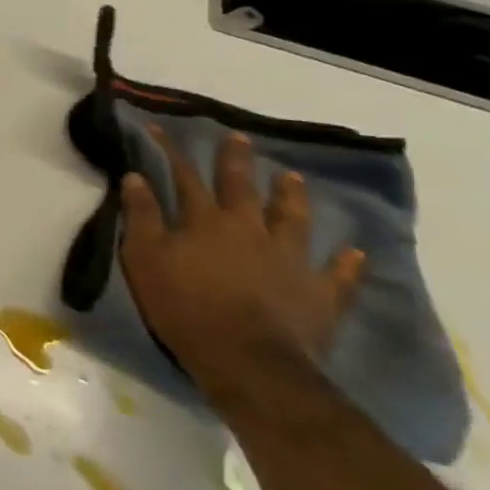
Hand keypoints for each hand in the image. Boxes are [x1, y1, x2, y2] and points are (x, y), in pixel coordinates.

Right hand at [119, 128, 362, 402]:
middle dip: (236, 161)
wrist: (247, 360)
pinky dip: (345, 263)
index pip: (185, 177)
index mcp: (205, 222)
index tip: (161, 128)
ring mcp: (289, 260)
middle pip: (242, 188)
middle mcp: (249, 230)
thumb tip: (136, 176)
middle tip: (239, 138)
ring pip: (292, 219)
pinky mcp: (318, 293)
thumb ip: (141, 216)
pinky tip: (354, 252)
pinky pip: (336, 275)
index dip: (171, 152)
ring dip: (290, 197)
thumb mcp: (145, 258)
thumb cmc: (184, 306)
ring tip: (292, 177)